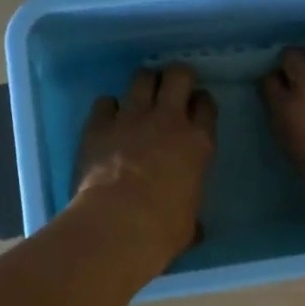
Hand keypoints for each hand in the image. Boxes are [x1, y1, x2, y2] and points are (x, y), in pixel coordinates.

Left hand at [74, 64, 217, 267]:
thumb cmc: (163, 229)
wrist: (118, 224)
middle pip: (178, 75)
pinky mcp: (98, 124)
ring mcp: (131, 118)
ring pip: (141, 77)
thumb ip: (193, 213)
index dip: (200, 102)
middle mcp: (167, 120)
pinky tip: (107, 119)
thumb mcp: (190, 223)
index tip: (195, 108)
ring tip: (140, 96)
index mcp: (197, 143)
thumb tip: (196, 227)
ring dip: (143, 83)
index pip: (206, 105)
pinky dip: (108, 108)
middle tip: (171, 87)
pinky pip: (105, 101)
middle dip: (176, 76)